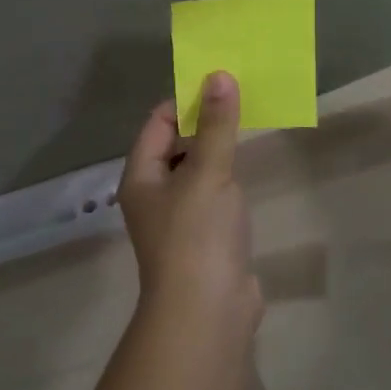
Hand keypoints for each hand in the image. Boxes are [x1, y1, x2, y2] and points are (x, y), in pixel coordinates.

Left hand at [117, 71, 259, 335]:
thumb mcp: (208, 172)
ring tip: (248, 126)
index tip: (221, 84)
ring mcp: (178, 218)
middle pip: (175, 145)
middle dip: (204, 123)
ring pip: (196, 171)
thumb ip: (216, 125)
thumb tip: (219, 76)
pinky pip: (212, 196)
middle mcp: (154, 194)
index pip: (158, 123)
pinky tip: (247, 172)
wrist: (207, 312)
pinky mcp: (203, 238)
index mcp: (142, 176)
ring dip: (217, 150)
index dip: (186, 101)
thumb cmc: (198, 235)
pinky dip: (227, 180)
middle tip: (241, 100)